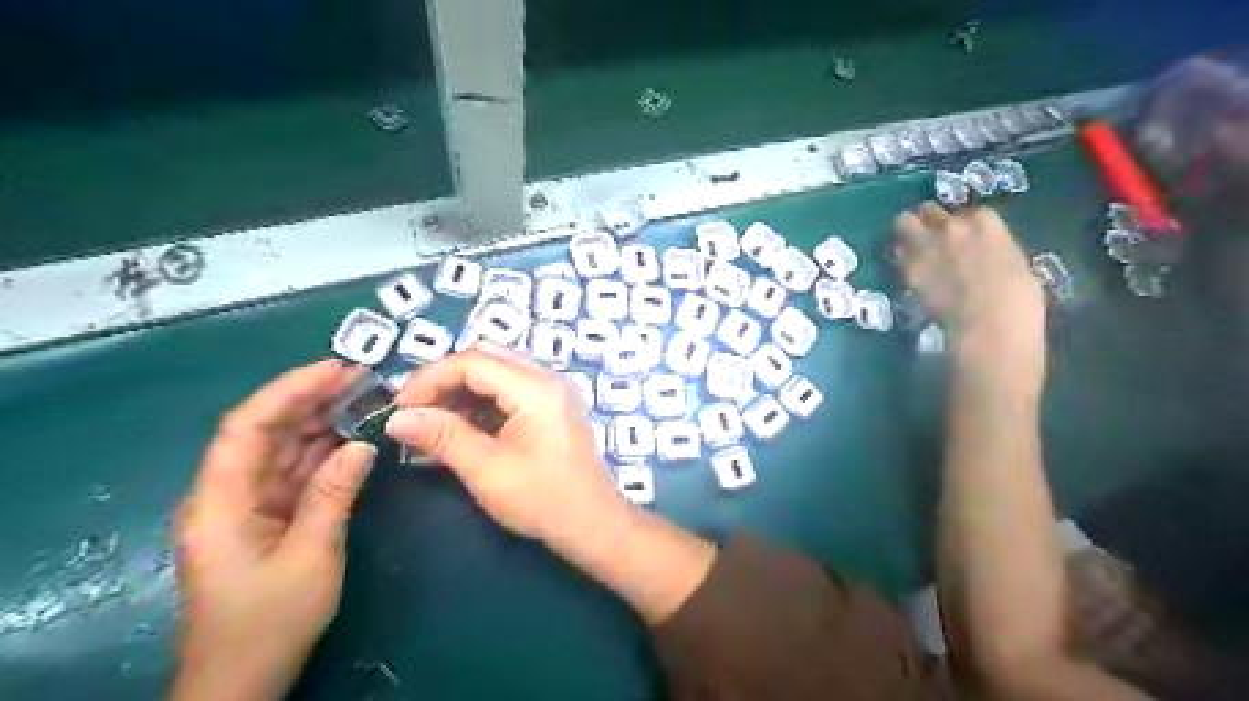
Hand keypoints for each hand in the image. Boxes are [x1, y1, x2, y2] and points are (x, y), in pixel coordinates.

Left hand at [174, 361, 376, 699]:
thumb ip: (335, 494)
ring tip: (364, 400)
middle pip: (265, 431)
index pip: (248, 426)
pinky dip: (323, 453)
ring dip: (320, 423)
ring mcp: (248, 505)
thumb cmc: (269, 620)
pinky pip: (294, 472)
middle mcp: (228, 493)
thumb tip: (362, 444)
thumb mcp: (311, 555)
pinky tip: (352, 439)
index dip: (289, 390)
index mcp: (221, 500)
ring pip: (282, 449)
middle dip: (311, 399)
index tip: (336, 370)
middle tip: (362, 379)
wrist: (242, 677)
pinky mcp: (266, 517)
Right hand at [387, 345, 623, 552]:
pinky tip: (460, 427)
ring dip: (461, 392)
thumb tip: (396, 418)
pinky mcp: (551, 408)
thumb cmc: (542, 499)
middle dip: (445, 380)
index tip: (399, 407)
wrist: (592, 524)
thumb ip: (441, 436)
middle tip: (414, 410)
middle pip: (486, 358)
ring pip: (497, 373)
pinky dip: (481, 403)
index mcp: (536, 388)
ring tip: (431, 421)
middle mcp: (547, 379)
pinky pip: (509, 390)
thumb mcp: (486, 469)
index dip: (430, 378)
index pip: (473, 361)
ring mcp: (552, 392)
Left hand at [892, 204, 1045, 367]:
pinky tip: (904, 270)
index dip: (963, 225)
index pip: (968, 212)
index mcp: (986, 222)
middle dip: (926, 220)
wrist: (988, 324)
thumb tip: (986, 255)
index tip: (962, 238)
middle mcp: (952, 225)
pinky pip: (896, 255)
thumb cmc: (1018, 300)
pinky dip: (898, 259)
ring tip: (907, 247)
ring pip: (902, 222)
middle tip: (926, 236)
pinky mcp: (907, 268)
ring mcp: (926, 244)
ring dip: (904, 233)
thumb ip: (994, 250)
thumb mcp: (1016, 263)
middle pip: (928, 210)